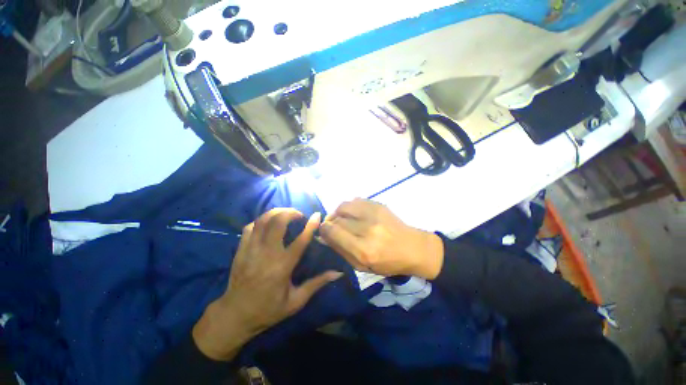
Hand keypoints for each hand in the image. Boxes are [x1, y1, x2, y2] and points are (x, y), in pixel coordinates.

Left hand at [193, 208, 342, 360]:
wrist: (234, 316)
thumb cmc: (268, 310)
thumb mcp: (296, 301)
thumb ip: (317, 283)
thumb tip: (338, 273)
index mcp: (282, 267)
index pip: (300, 240)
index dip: (311, 225)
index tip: (317, 215)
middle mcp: (266, 254)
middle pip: (278, 222)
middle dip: (290, 213)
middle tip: (299, 215)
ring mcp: (250, 250)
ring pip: (263, 221)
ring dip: (276, 212)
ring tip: (286, 214)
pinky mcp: (240, 250)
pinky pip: (250, 227)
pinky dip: (261, 220)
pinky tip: (268, 223)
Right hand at [320, 198, 443, 278]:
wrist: (413, 248)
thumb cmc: (388, 263)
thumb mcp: (362, 267)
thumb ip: (341, 250)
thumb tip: (324, 235)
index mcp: (364, 250)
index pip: (333, 231)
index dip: (323, 229)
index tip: (323, 231)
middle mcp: (368, 229)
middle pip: (337, 218)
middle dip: (330, 222)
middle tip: (332, 226)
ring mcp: (374, 214)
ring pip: (344, 205)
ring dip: (338, 212)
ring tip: (342, 218)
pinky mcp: (379, 205)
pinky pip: (355, 200)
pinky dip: (349, 207)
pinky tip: (353, 213)